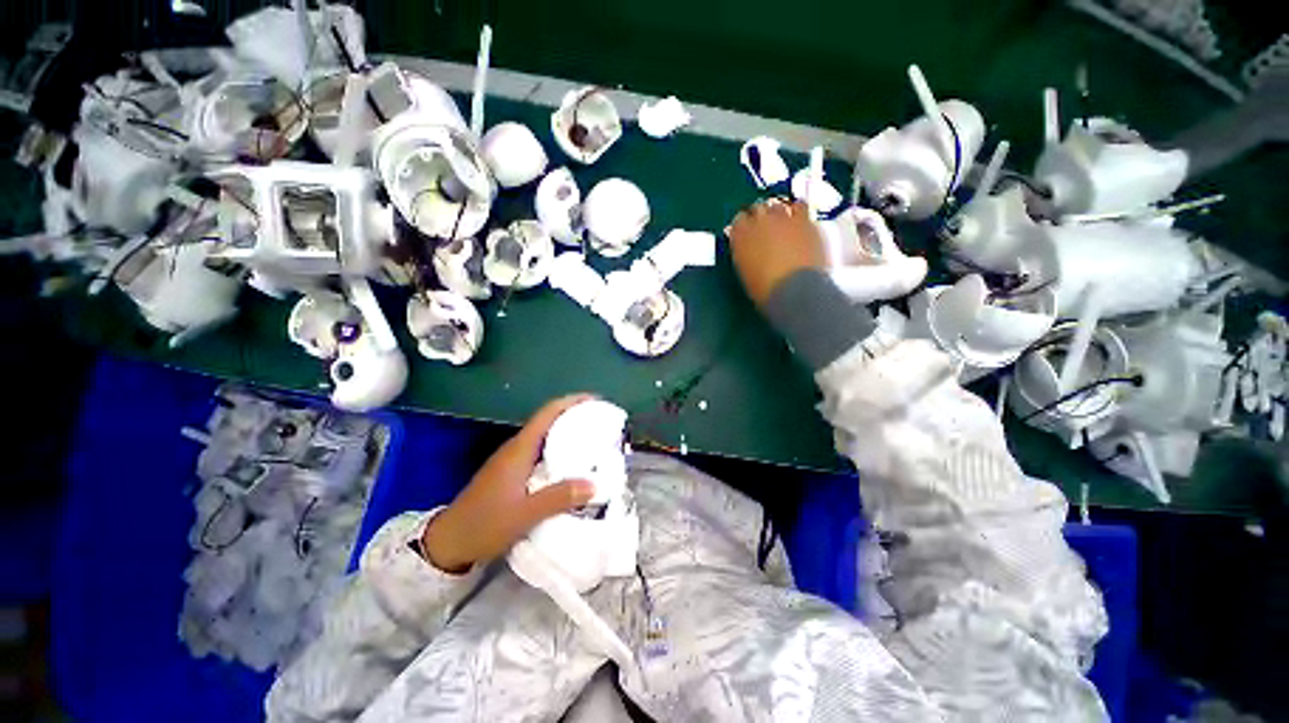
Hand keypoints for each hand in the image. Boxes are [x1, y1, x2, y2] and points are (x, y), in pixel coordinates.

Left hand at [421, 395, 597, 573]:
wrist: (447, 543)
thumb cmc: (483, 524)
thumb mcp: (523, 515)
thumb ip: (558, 498)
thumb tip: (594, 485)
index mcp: (519, 449)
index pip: (548, 413)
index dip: (572, 402)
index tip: (597, 402)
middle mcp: (517, 448)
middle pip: (549, 420)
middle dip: (576, 416)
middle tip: (602, 423)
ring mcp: (513, 460)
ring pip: (546, 436)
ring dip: (569, 433)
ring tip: (594, 441)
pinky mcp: (512, 472)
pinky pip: (541, 451)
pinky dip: (560, 450)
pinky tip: (572, 465)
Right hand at [726, 199, 825, 307]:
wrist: (795, 290)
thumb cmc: (766, 290)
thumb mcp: (747, 274)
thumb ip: (745, 256)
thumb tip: (747, 251)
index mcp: (739, 237)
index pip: (738, 222)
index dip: (744, 227)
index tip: (747, 233)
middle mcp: (758, 221)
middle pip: (758, 209)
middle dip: (761, 216)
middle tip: (765, 227)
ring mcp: (783, 217)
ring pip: (778, 204)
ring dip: (780, 211)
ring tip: (784, 221)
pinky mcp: (805, 219)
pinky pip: (801, 207)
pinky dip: (798, 212)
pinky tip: (801, 221)